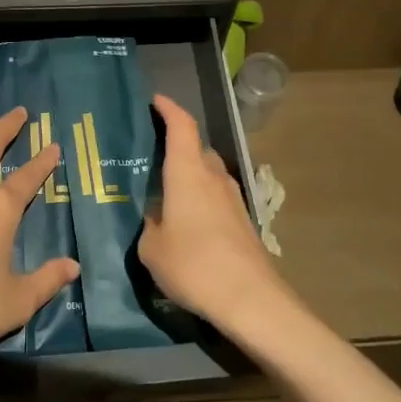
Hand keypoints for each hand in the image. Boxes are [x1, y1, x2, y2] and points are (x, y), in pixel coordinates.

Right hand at [139, 93, 290, 332]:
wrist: (251, 300)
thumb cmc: (194, 265)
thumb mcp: (152, 249)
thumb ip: (149, 226)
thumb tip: (155, 219)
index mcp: (188, 171)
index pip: (181, 125)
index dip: (168, 108)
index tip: (154, 101)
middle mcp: (213, 175)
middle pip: (195, 147)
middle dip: (176, 146)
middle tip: (151, 157)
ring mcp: (233, 197)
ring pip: (207, 173)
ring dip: (189, 175)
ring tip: (166, 193)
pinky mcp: (243, 220)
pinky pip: (216, 196)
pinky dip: (200, 198)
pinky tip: (187, 222)